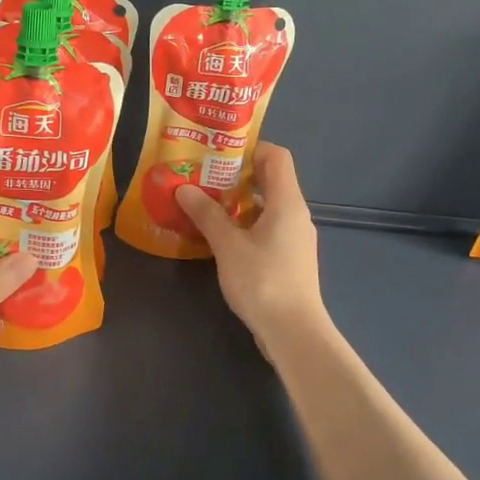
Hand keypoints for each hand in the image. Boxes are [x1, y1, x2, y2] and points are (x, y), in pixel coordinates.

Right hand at [177, 143, 329, 354]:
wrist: (293, 332)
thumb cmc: (262, 281)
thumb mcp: (228, 245)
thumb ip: (207, 214)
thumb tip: (184, 188)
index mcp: (287, 202)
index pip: (276, 156)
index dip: (249, 147)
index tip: (217, 152)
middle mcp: (295, 214)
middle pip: (269, 180)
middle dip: (235, 175)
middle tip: (201, 176)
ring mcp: (294, 238)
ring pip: (265, 207)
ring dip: (236, 202)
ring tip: (202, 203)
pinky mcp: (288, 259)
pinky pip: (265, 229)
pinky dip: (243, 224)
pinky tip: (217, 236)